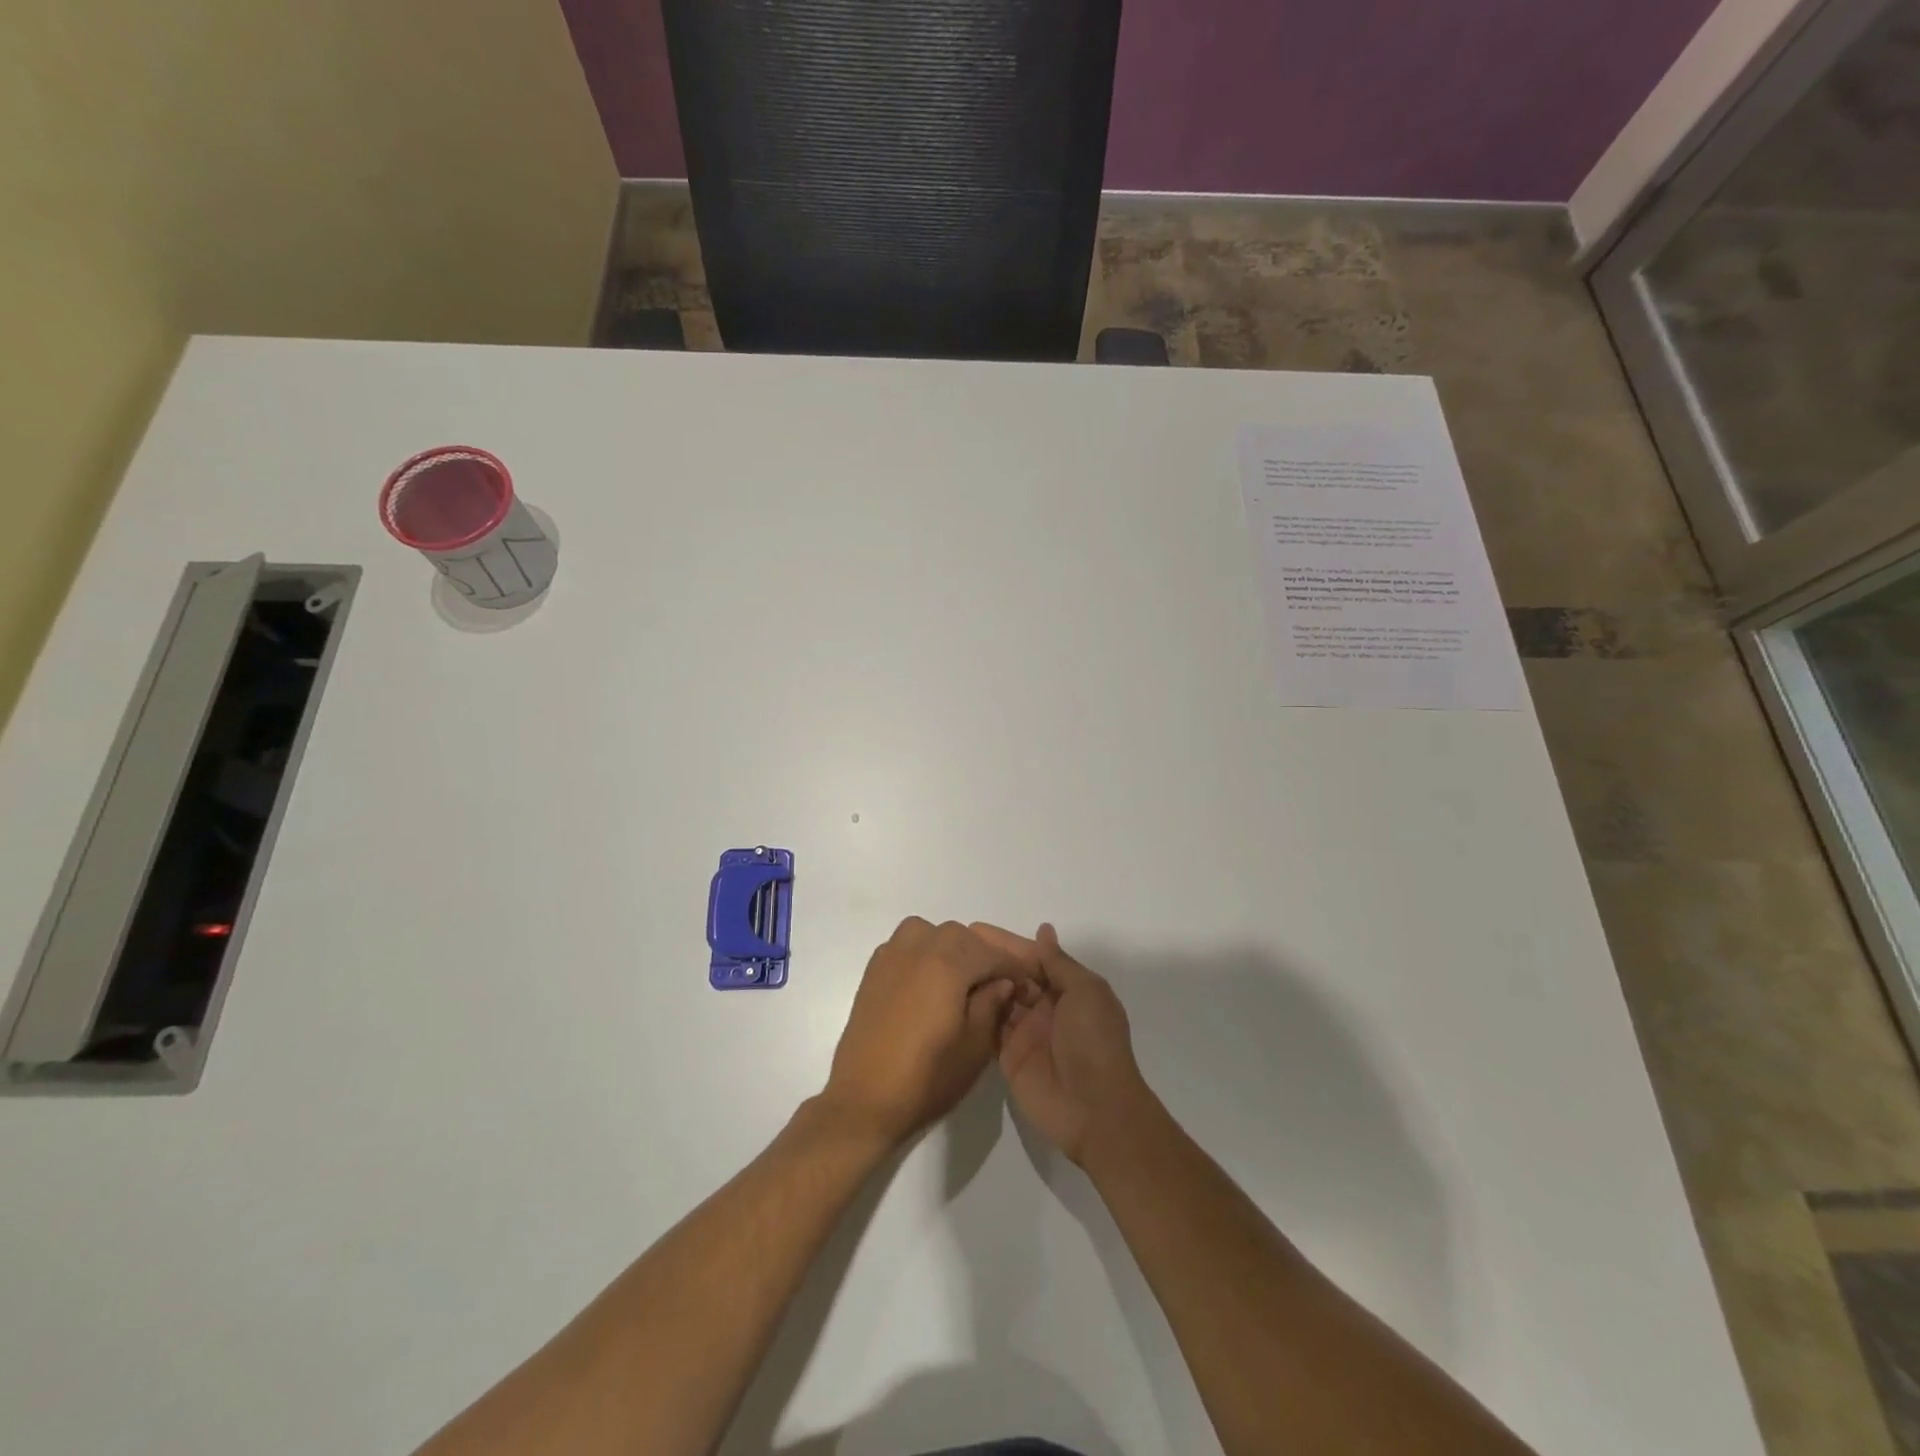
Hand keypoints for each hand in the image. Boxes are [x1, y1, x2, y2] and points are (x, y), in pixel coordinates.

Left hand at [821, 918, 1035, 1147]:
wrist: (865, 1099)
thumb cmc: (927, 1078)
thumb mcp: (975, 1046)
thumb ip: (993, 1004)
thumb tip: (1002, 981)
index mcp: (947, 963)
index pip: (992, 953)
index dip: (1015, 968)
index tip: (1028, 984)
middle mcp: (919, 947)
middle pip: (962, 936)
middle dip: (985, 954)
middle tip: (999, 983)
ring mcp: (892, 955)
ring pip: (932, 932)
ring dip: (953, 947)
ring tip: (964, 977)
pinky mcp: (874, 969)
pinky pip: (908, 943)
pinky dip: (926, 950)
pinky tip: (932, 980)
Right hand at [971, 923, 1150, 1165]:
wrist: (1095, 1109)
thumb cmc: (1094, 1041)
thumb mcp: (1085, 991)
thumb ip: (1058, 962)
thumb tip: (1044, 930)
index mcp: (1068, 988)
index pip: (1032, 957)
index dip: (1005, 943)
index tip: (972, 928)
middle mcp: (1045, 1006)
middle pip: (1012, 976)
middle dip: (987, 960)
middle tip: (950, 944)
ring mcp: (1025, 1032)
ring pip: (998, 999)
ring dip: (978, 983)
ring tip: (944, 965)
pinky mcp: (1008, 1056)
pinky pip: (989, 1028)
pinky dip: (974, 1012)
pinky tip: (951, 996)